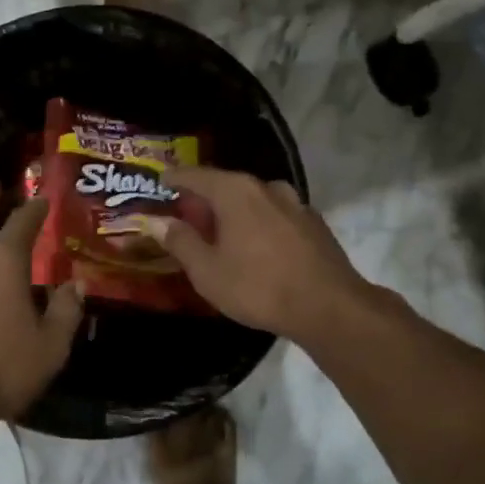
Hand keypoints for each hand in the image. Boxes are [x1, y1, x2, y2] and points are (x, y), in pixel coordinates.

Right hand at [141, 167, 385, 345]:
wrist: (330, 308)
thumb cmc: (258, 287)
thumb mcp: (207, 270)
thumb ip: (179, 241)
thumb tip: (154, 221)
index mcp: (235, 191)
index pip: (195, 175)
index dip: (174, 178)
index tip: (160, 182)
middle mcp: (265, 187)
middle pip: (225, 184)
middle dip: (203, 198)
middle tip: (186, 214)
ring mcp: (294, 203)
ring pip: (253, 199)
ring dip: (233, 211)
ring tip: (220, 231)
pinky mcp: (313, 224)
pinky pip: (274, 215)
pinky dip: (258, 223)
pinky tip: (255, 245)